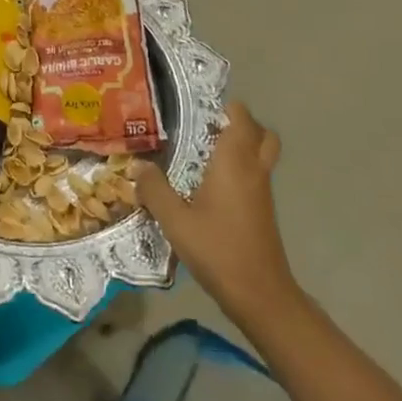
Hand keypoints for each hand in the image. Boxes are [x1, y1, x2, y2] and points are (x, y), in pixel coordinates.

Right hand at [134, 101, 299, 321]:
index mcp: (234, 162)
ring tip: (203, 152)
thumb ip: (154, 189)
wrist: (260, 294)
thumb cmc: (218, 249)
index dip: (225, 106)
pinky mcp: (263, 211)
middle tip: (208, 127)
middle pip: (261, 133)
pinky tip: (209, 184)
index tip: (198, 106)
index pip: (241, 117)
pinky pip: (255, 175)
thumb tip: (138, 165)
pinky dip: (240, 169)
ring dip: (241, 147)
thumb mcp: (175, 220)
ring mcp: (262, 191)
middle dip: (239, 124)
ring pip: (261, 155)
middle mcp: (253, 170)